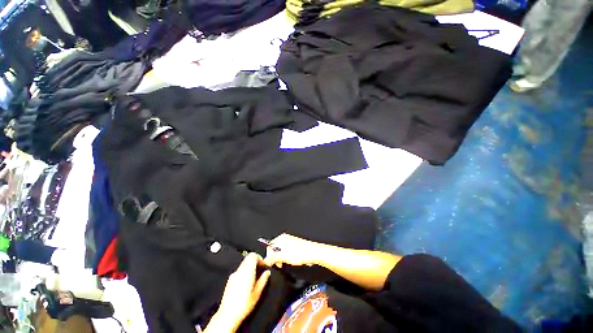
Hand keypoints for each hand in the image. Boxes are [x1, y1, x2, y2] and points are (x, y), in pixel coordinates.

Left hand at [208, 253, 270, 331]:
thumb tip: (267, 272)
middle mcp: (240, 270)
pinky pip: (239, 270)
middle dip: (256, 261)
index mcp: (247, 271)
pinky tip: (247, 281)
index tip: (264, 265)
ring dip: (250, 265)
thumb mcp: (257, 292)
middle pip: (248, 257)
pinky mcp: (230, 280)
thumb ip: (263, 279)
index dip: (260, 258)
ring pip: (244, 263)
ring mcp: (234, 275)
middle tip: (261, 268)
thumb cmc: (244, 305)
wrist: (228, 315)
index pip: (253, 255)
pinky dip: (245, 271)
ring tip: (255, 275)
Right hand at [263, 234, 324, 267]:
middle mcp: (285, 238)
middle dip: (276, 258)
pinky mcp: (295, 246)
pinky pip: (287, 253)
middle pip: (275, 249)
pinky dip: (288, 258)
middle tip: (279, 265)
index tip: (271, 263)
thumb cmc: (300, 253)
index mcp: (281, 238)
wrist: (314, 253)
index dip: (269, 255)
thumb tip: (266, 260)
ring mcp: (291, 242)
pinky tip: (293, 261)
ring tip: (287, 263)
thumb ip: (273, 257)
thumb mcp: (284, 256)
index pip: (269, 246)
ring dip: (282, 259)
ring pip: (281, 252)